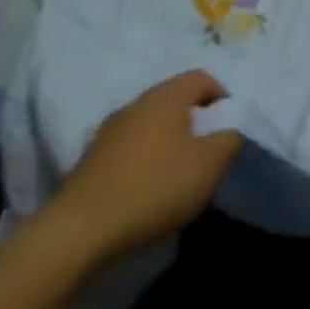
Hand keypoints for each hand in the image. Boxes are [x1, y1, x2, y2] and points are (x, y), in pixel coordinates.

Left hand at [39, 69, 242, 262]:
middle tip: (207, 155)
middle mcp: (134, 104)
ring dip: (169, 144)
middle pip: (174, 101)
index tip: (228, 130)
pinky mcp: (91, 161)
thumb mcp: (210, 164)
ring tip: (178, 178)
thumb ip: (229, 139)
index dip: (222, 98)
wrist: (80, 230)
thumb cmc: (155, 187)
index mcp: (165, 96)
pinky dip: (145, 163)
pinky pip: (129, 150)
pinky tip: (147, 193)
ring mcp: (108, 132)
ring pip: (151, 126)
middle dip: (195, 123)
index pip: (201, 78)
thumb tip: (229, 129)